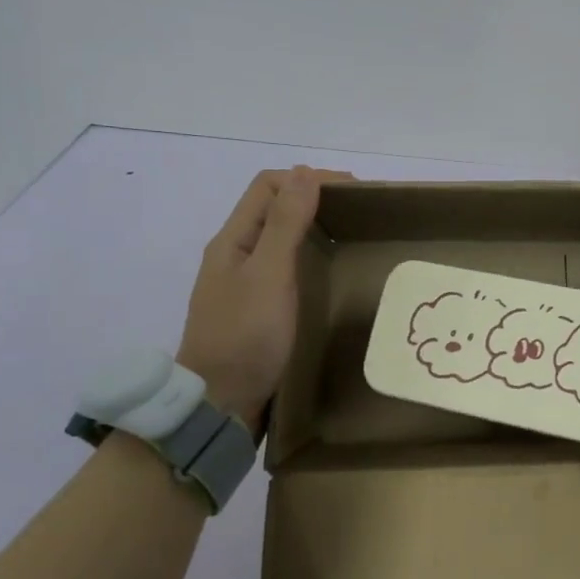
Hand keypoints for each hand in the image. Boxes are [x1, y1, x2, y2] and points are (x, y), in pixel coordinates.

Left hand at [177, 167, 348, 434]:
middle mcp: (235, 255)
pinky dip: (309, 257)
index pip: (269, 186)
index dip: (309, 179)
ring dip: (313, 228)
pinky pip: (284, 268)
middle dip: (315, 199)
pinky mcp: (256, 310)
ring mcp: (243, 284)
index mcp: (233, 240)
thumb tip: (304, 173)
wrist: (219, 405)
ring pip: (280, 239)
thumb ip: (284, 224)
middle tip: (360, 214)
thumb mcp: (268, 276)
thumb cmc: (244, 337)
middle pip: (274, 209)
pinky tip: (330, 274)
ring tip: (352, 238)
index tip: (354, 191)